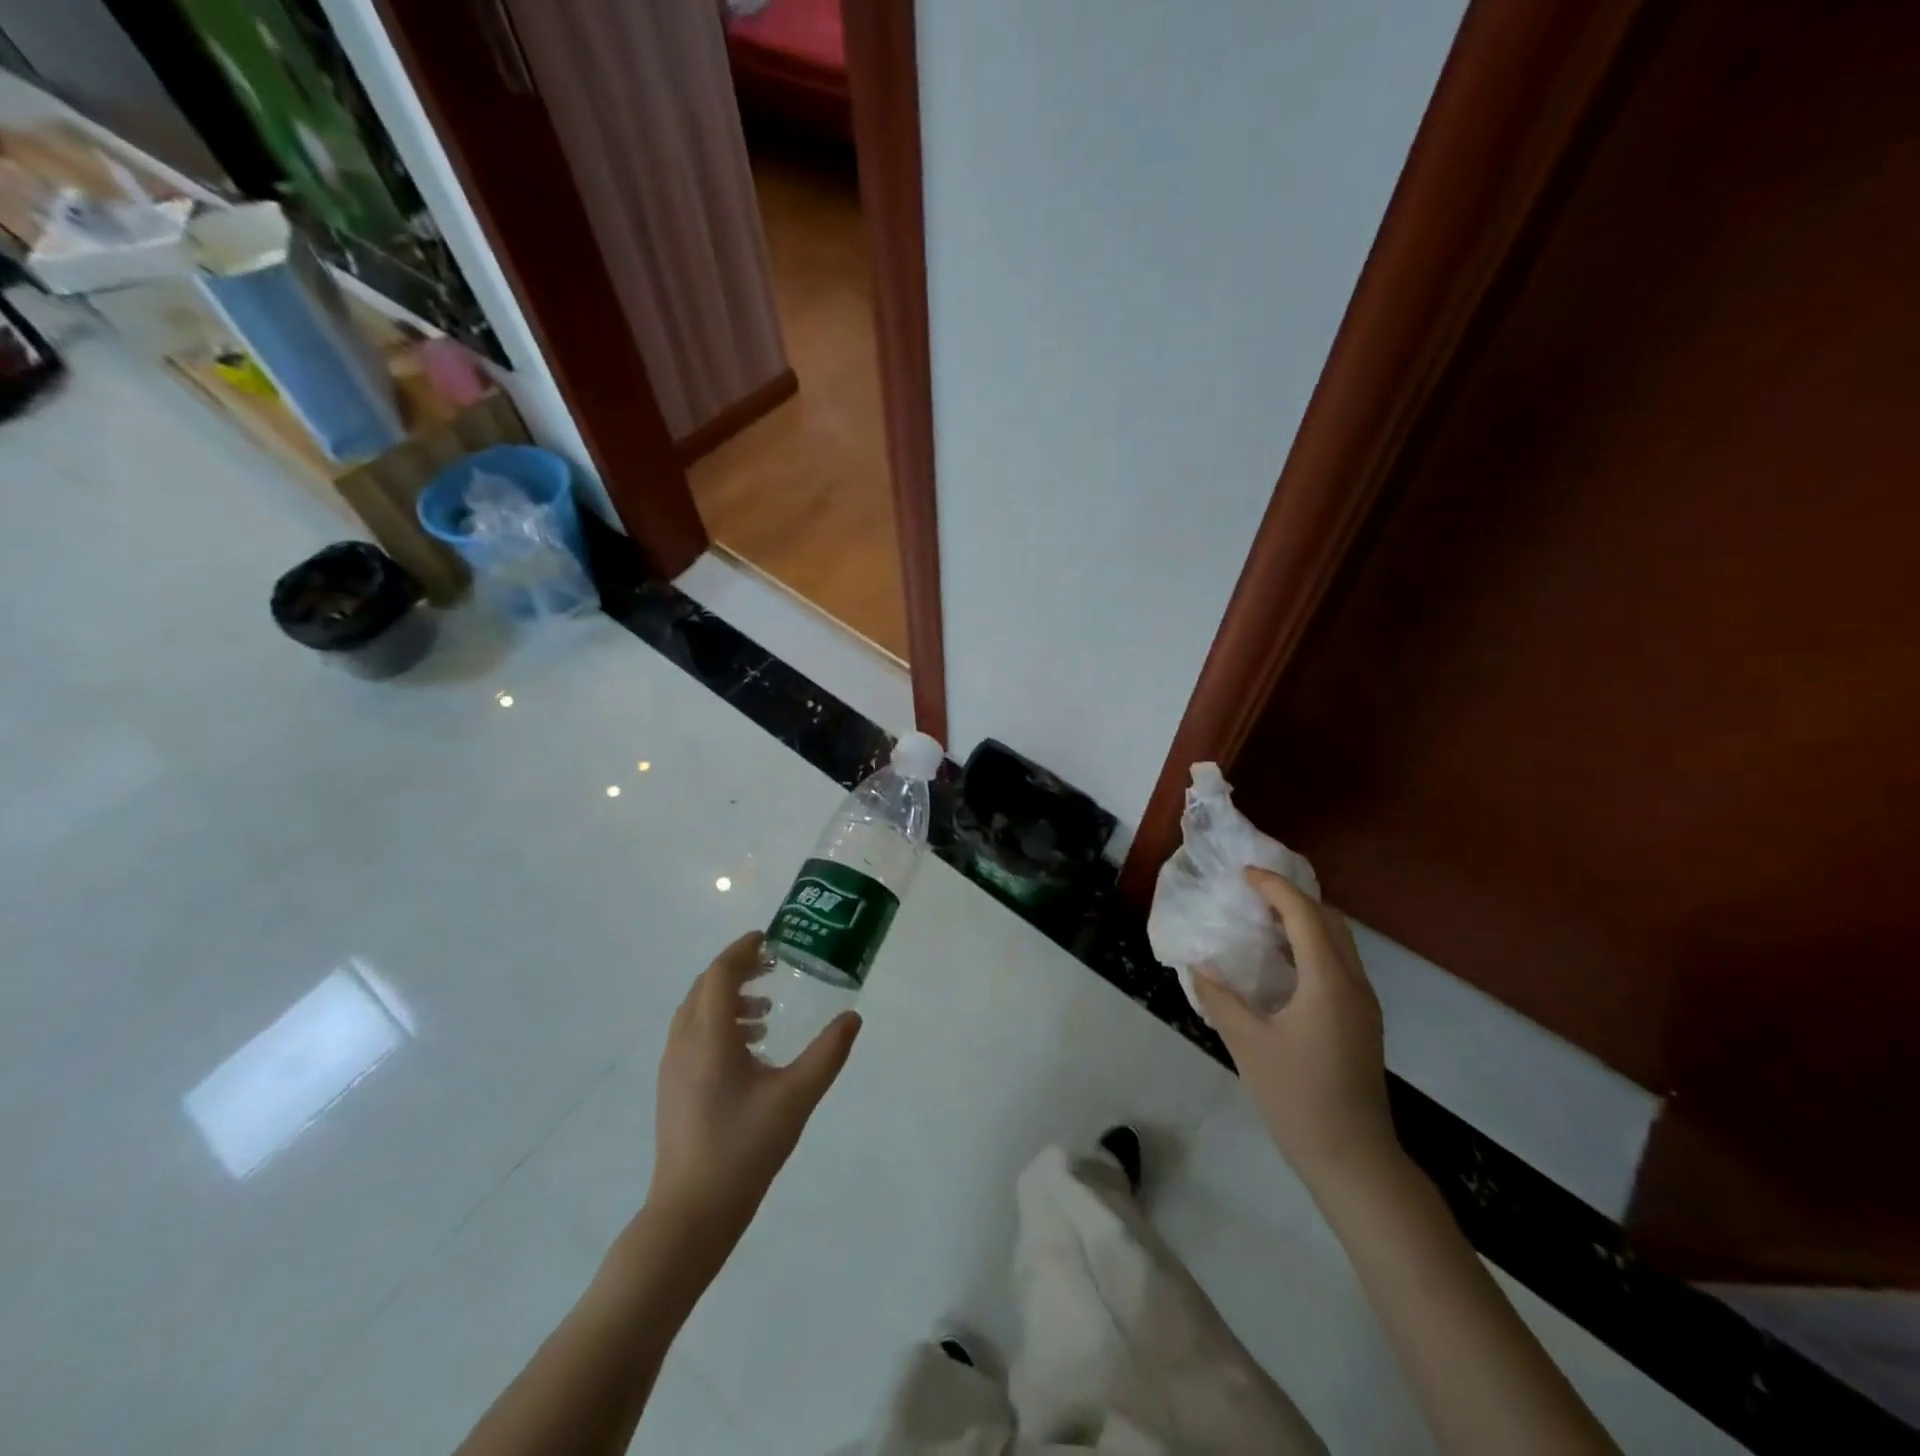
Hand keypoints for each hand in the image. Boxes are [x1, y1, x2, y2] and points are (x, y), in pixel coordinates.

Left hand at [645, 931, 860, 1256]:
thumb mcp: (796, 1097)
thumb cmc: (744, 1149)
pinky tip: (749, 1049)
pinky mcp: (672, 1087)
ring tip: (766, 1013)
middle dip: (737, 970)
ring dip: (728, 998)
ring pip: (696, 1011)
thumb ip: (828, 1053)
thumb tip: (853, 1017)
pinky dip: (718, 1023)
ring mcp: (672, 1067)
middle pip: (704, 987)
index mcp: (709, 1037)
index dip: (743, 951)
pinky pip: (693, 1035)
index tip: (770, 940)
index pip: (720, 974)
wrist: (691, 1212)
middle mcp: (684, 1043)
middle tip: (773, 968)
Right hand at [1193, 869, 1398, 1191]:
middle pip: (1330, 921)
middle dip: (1292, 898)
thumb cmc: (1297, 1097)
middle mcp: (1353, 983)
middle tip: (1252, 895)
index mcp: (1328, 982)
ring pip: (1339, 942)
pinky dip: (1312, 946)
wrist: (1352, 1157)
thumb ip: (1220, 998)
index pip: (1304, 915)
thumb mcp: (1247, 1044)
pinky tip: (1282, 964)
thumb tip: (1198, 964)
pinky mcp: (1362, 1022)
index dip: (1274, 888)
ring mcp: (1363, 1004)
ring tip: (1262, 922)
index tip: (1243, 875)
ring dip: (1304, 922)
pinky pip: (1339, 964)